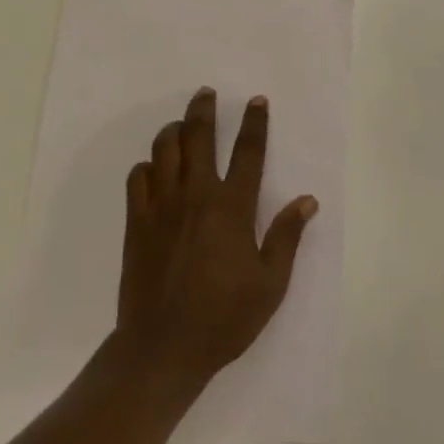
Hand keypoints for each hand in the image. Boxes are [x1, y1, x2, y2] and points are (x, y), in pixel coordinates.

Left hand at [114, 88, 316, 388]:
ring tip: (180, 126)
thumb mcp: (269, 284)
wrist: (162, 349)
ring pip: (164, 150)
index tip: (256, 100)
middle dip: (203, 110)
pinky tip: (154, 170)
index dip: (254, 122)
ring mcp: (161, 207)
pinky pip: (138, 177)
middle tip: (205, 94)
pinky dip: (147, 166)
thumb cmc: (223, 318)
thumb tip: (307, 200)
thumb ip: (286, 237)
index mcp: (232, 208)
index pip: (248, 152)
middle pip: (198, 137)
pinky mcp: (136, 222)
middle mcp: (196, 196)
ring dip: (173, 131)